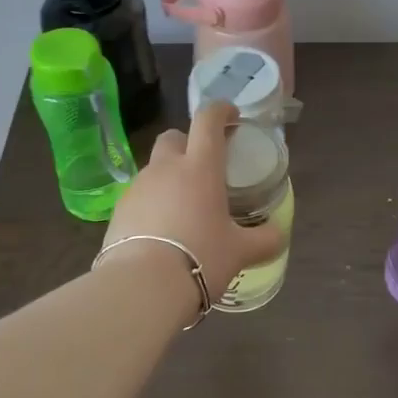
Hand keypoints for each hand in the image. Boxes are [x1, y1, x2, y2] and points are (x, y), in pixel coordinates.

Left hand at [101, 101, 283, 298]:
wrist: (142, 287)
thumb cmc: (201, 257)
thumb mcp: (241, 251)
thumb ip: (265, 239)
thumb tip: (279, 233)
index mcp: (200, 167)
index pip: (208, 121)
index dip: (220, 110)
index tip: (231, 115)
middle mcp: (166, 168)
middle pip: (173, 137)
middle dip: (188, 143)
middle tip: (204, 167)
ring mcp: (138, 188)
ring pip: (155, 169)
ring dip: (170, 178)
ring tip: (184, 208)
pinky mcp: (118, 211)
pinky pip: (140, 197)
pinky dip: (153, 204)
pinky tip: (162, 231)